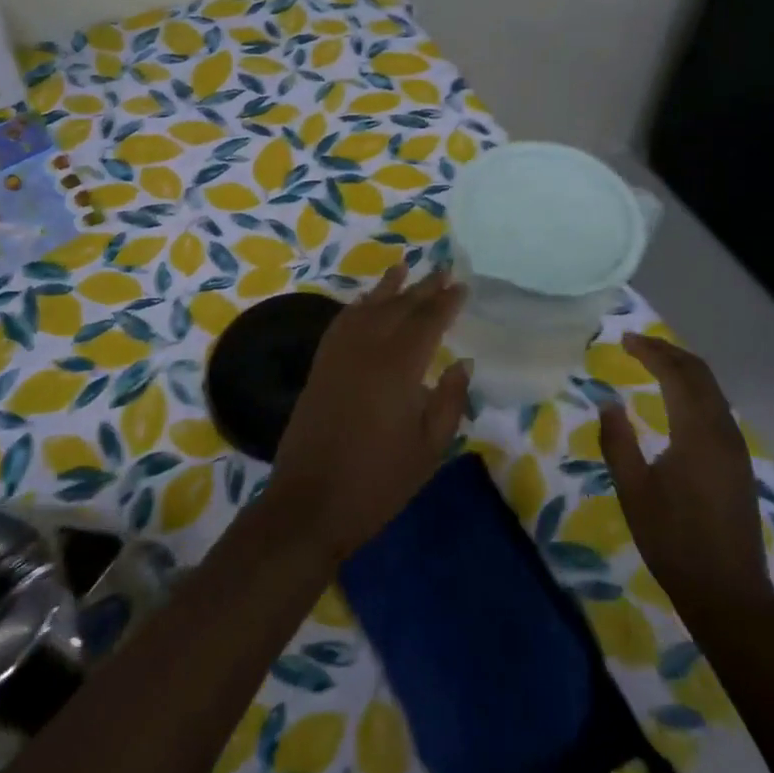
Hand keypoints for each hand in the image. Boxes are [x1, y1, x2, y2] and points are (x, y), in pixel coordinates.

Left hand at [266, 265, 469, 562]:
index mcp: (398, 366)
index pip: (427, 321)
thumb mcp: (429, 448)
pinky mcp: (319, 367)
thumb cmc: (379, 482)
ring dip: (386, 288)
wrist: (310, 503)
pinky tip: (365, 304)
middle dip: (422, 288)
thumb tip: (463, 363)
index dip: (446, 302)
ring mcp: (338, 356)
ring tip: (403, 268)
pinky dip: (357, 307)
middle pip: (397, 307)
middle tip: (442, 271)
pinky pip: (341, 323)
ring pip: (366, 308)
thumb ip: (449, 401)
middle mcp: (366, 349)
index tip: (462, 286)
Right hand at [598, 333, 773, 629]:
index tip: (625, 340)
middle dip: (670, 353)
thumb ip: (618, 443)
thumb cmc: (673, 542)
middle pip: (701, 375)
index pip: (677, 375)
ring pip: (713, 390)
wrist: (728, 592)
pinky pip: (717, 408)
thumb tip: (609, 403)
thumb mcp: (634, 492)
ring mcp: (736, 447)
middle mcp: (723, 432)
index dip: (652, 352)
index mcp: (697, 434)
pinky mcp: (738, 462)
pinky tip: (677, 399)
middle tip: (637, 345)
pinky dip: (695, 390)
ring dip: (684, 369)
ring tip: (653, 363)